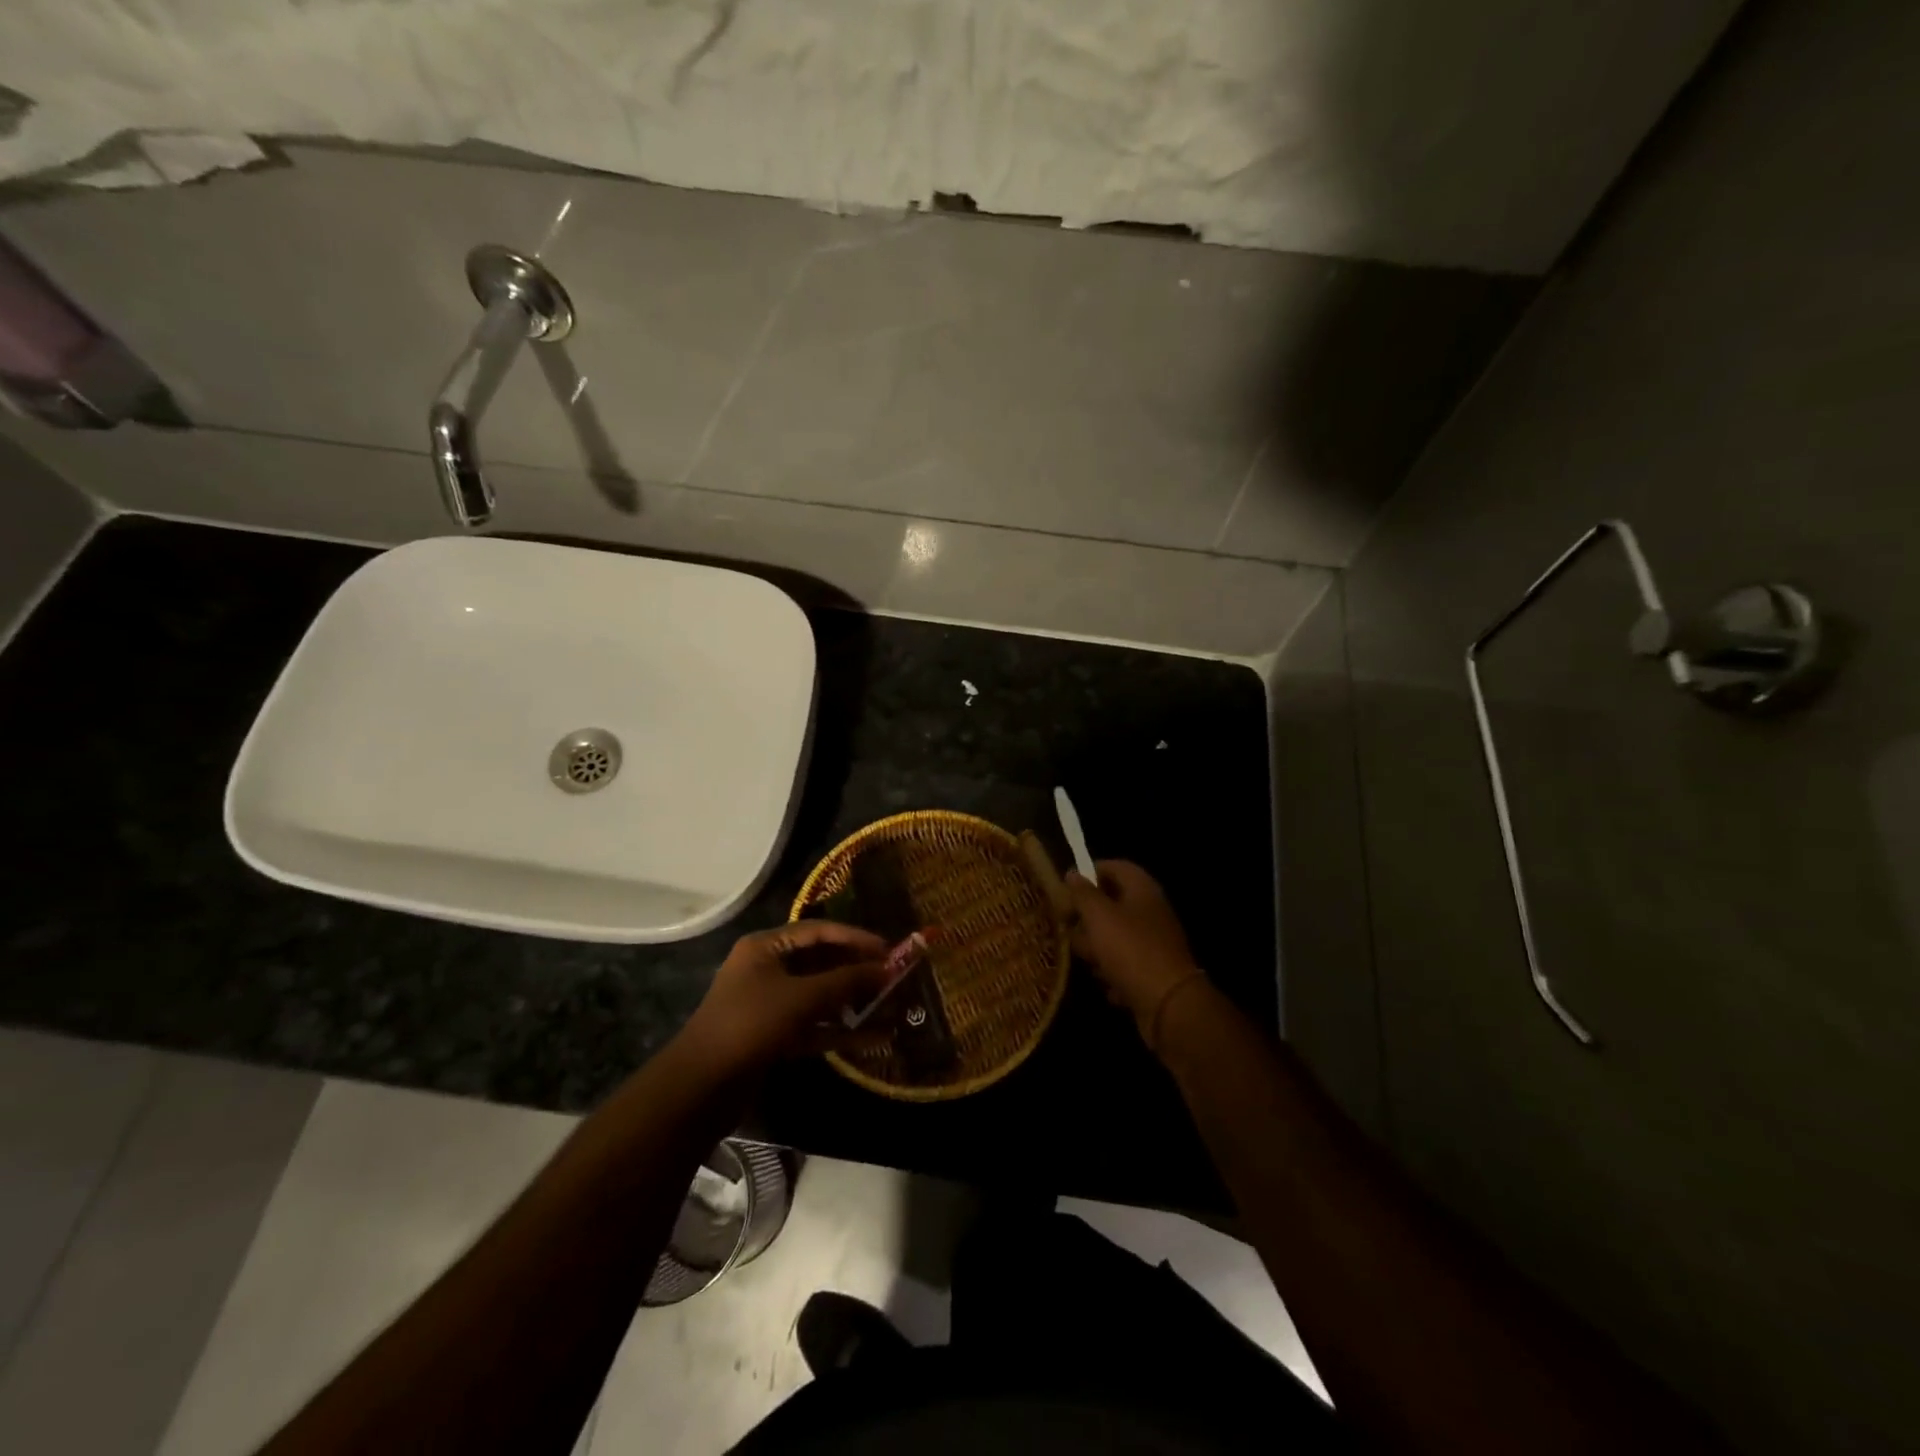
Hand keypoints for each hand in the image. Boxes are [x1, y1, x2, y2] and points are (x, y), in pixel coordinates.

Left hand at [681, 922, 891, 1076]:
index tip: (888, 949)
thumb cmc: (751, 1024)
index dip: (855, 937)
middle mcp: (767, 969)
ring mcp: (769, 1004)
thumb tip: (888, 969)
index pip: (818, 930)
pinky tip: (874, 1038)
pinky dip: (840, 1030)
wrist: (701, 1087)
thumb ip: (847, 981)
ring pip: (819, 997)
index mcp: (766, 947)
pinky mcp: (773, 1036)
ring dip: (852, 1003)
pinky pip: (813, 1026)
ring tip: (891, 1006)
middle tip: (893, 977)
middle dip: (857, 971)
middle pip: (820, 962)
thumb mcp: (802, 997)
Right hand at [1065, 861, 1203, 1045]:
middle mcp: (1151, 912)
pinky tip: (1108, 984)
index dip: (1089, 872)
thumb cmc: (1130, 950)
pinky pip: (1124, 965)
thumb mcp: (1099, 916)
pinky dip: (1113, 974)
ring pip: (1114, 937)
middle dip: (1087, 918)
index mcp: (1142, 890)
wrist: (1168, 1005)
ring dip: (1097, 949)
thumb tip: (1072, 873)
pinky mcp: (1152, 972)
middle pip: (1111, 904)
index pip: (1114, 867)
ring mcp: (1153, 943)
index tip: (1066, 887)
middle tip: (1069, 928)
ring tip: (1088, 961)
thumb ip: (1082, 893)